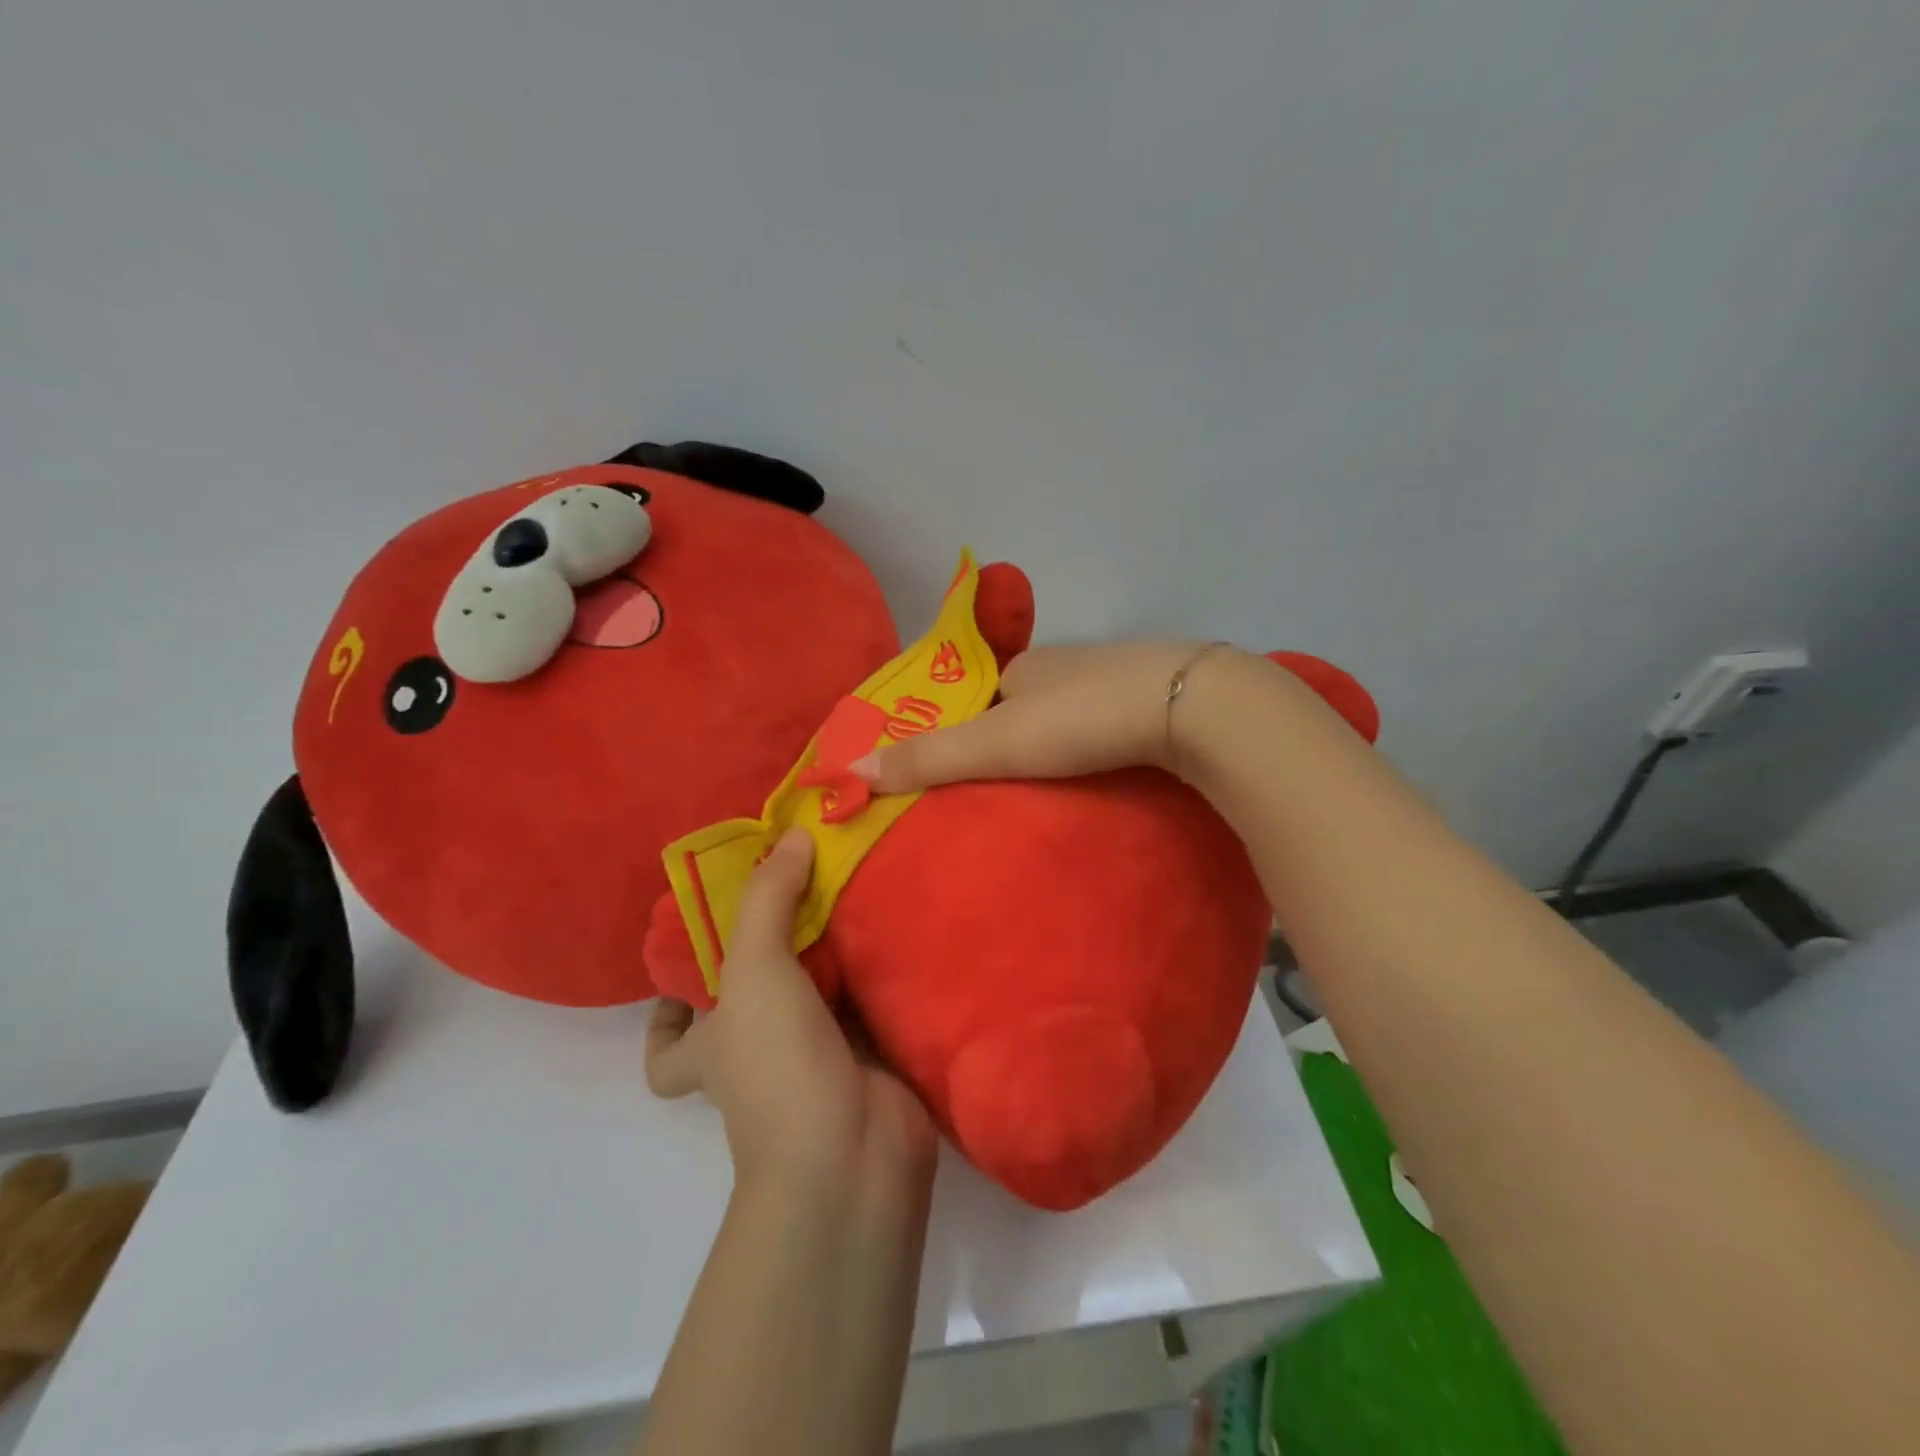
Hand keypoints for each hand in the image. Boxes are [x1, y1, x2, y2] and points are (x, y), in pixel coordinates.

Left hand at [644, 829, 935, 1190]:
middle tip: (797, 891)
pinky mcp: (868, 1057)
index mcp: (713, 1047)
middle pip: (752, 1002)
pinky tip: (893, 928)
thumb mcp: (754, 971)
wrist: (854, 1153)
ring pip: (816, 996)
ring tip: (851, 891)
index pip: (667, 1046)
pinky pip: (868, 1003)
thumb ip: (768, 898)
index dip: (666, 1011)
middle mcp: (758, 1053)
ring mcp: (815, 1058)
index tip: (695, 954)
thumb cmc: (778, 1065)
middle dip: (772, 952)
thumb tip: (791, 835)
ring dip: (832, 955)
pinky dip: (877, 973)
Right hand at [851, 640, 1243, 790]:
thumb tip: (850, 769)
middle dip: (1013, 740)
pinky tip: (1103, 771)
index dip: (967, 731)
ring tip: (1052, 791)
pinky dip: (1097, 746)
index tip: (965, 772)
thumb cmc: (1081, 719)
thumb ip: (928, 757)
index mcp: (1025, 665)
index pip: (980, 697)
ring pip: (1071, 714)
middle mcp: (1067, 664)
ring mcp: (1116, 678)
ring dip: (1059, 746)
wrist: (1188, 707)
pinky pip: (1109, 725)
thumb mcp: (995, 743)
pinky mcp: (1156, 700)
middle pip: (1026, 705)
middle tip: (1007, 789)